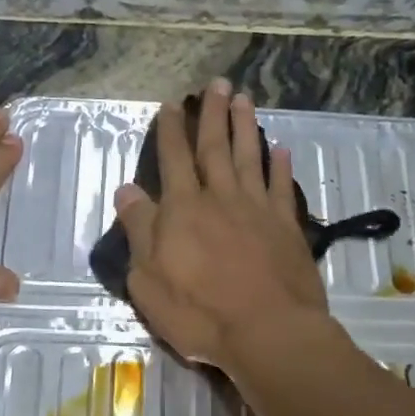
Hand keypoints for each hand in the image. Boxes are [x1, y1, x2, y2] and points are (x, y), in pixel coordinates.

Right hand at [113, 78, 330, 372]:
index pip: (173, 159)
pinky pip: (281, 187)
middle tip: (216, 83)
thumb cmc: (200, 313)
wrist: (269, 332)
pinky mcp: (287, 227)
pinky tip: (281, 148)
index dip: (171, 130)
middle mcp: (220, 198)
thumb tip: (127, 190)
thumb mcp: (148, 280)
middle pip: (215, 147)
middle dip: (212, 114)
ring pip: (250, 157)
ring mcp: (258, 210)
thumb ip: (139, 231)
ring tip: (244, 99)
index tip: (171, 104)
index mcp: (183, 210)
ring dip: (245, 126)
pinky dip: (280, 166)